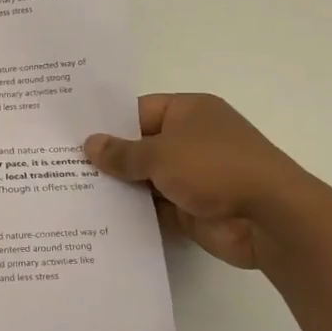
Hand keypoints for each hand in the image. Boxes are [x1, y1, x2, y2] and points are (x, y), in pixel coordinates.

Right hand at [84, 94, 308, 269]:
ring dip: (118, 187)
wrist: (271, 219)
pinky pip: (154, 207)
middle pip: (139, 146)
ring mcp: (193, 176)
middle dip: (107, 158)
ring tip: (70, 192)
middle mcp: (191, 140)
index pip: (137, 111)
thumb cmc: (215, 168)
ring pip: (144, 179)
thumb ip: (122, 152)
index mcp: (189, 112)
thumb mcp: (160, 154)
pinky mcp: (192, 208)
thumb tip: (90, 144)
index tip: (70, 135)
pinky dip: (133, 212)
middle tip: (60, 165)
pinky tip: (97, 216)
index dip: (106, 123)